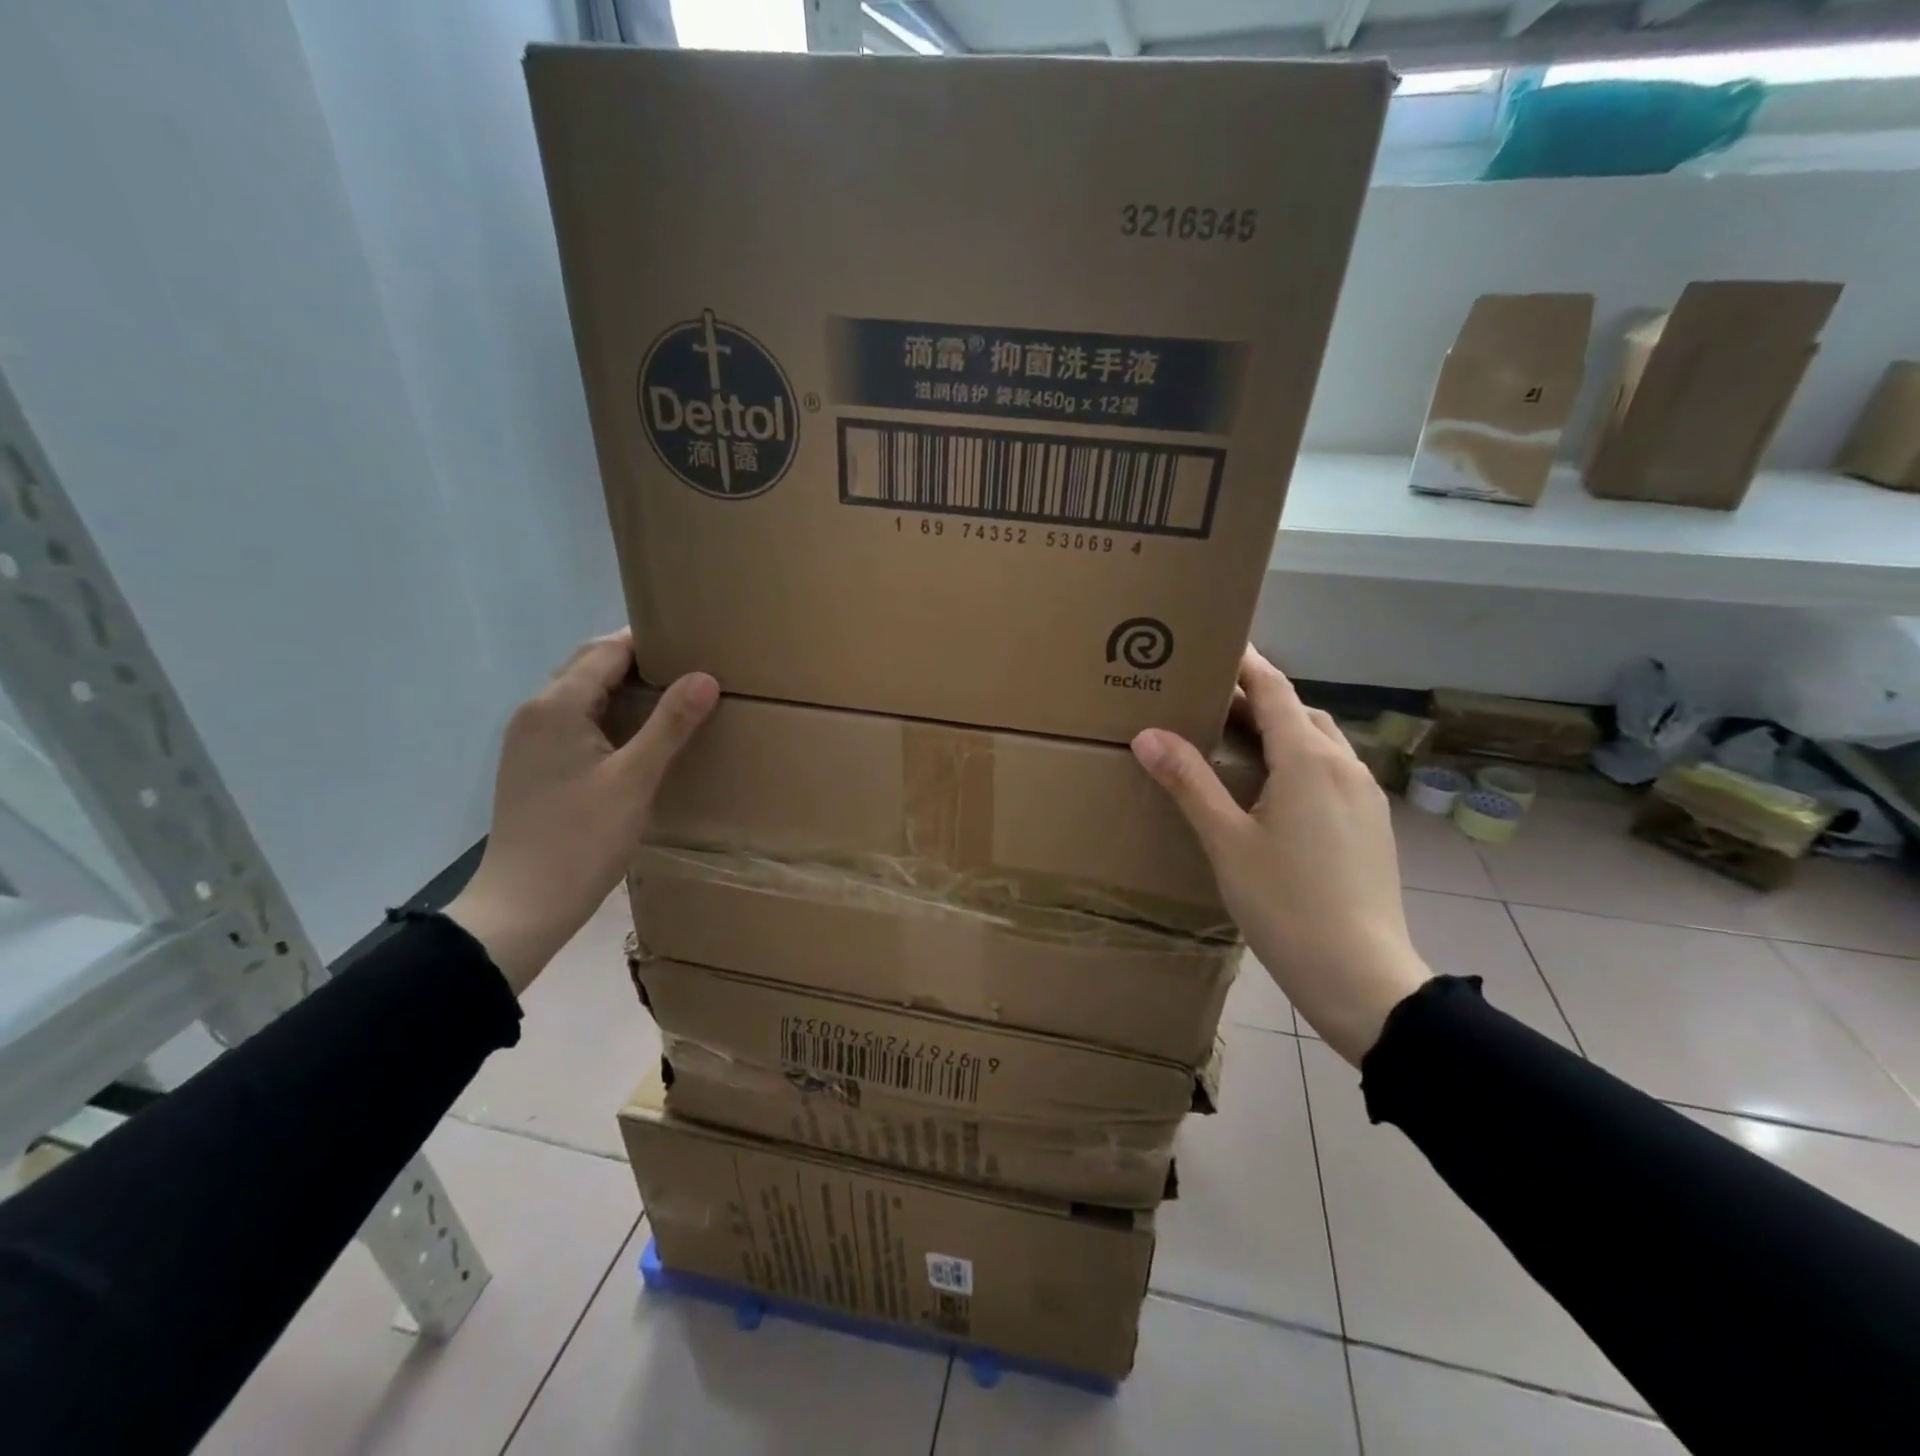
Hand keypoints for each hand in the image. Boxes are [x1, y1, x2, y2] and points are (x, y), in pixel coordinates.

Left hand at [446, 631, 717, 994]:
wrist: (522, 906)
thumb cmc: (581, 840)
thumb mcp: (635, 780)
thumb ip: (670, 725)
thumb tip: (705, 677)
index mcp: (556, 706)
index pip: (606, 650)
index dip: (650, 642)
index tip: (694, 642)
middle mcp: (536, 712)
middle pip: (589, 666)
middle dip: (637, 660)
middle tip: (690, 667)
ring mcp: (530, 740)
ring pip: (582, 694)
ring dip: (624, 688)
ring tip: (674, 697)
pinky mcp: (535, 765)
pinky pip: (576, 720)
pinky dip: (609, 714)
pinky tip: (640, 735)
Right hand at [1131, 646, 1429, 1065]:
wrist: (1361, 975)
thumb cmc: (1285, 904)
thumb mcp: (1225, 841)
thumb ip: (1189, 782)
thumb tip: (1148, 733)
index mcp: (1308, 759)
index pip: (1273, 689)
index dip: (1244, 663)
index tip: (1213, 643)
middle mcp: (1344, 765)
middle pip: (1298, 711)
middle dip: (1256, 698)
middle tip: (1207, 700)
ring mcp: (1365, 795)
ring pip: (1319, 741)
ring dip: (1280, 729)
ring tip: (1236, 742)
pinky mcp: (1372, 824)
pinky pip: (1332, 771)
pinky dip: (1300, 760)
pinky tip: (1273, 791)